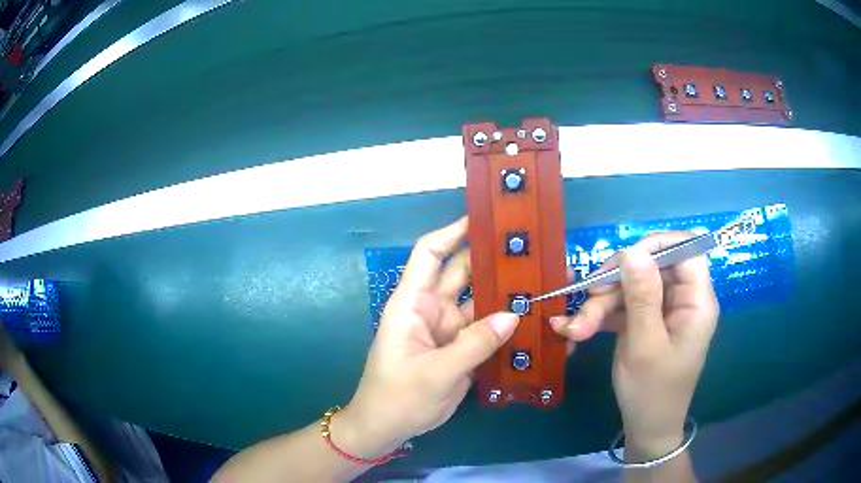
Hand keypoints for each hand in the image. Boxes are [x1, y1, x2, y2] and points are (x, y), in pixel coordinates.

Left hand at [336, 217, 519, 456]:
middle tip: (532, 250)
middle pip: (464, 273)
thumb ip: (474, 344)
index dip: (454, 232)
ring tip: (543, 282)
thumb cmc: (397, 396)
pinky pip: (487, 330)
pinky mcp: (462, 348)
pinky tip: (534, 319)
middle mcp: (432, 309)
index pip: (430, 253)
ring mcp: (450, 329)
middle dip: (493, 260)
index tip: (486, 218)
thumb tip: (514, 315)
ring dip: (507, 293)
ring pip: (481, 302)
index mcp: (413, 303)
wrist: (388, 428)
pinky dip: (507, 325)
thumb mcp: (435, 373)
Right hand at [550, 232, 718, 454]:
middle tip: (587, 297)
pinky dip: (599, 316)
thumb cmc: (652, 392)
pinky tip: (575, 329)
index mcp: (696, 301)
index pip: (687, 249)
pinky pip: (622, 306)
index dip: (657, 245)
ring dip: (600, 305)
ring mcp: (662, 311)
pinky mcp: (645, 322)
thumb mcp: (645, 345)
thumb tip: (633, 251)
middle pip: (651, 267)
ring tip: (574, 330)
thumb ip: (642, 297)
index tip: (624, 260)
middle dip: (616, 282)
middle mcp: (682, 300)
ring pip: (631, 287)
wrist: (645, 428)